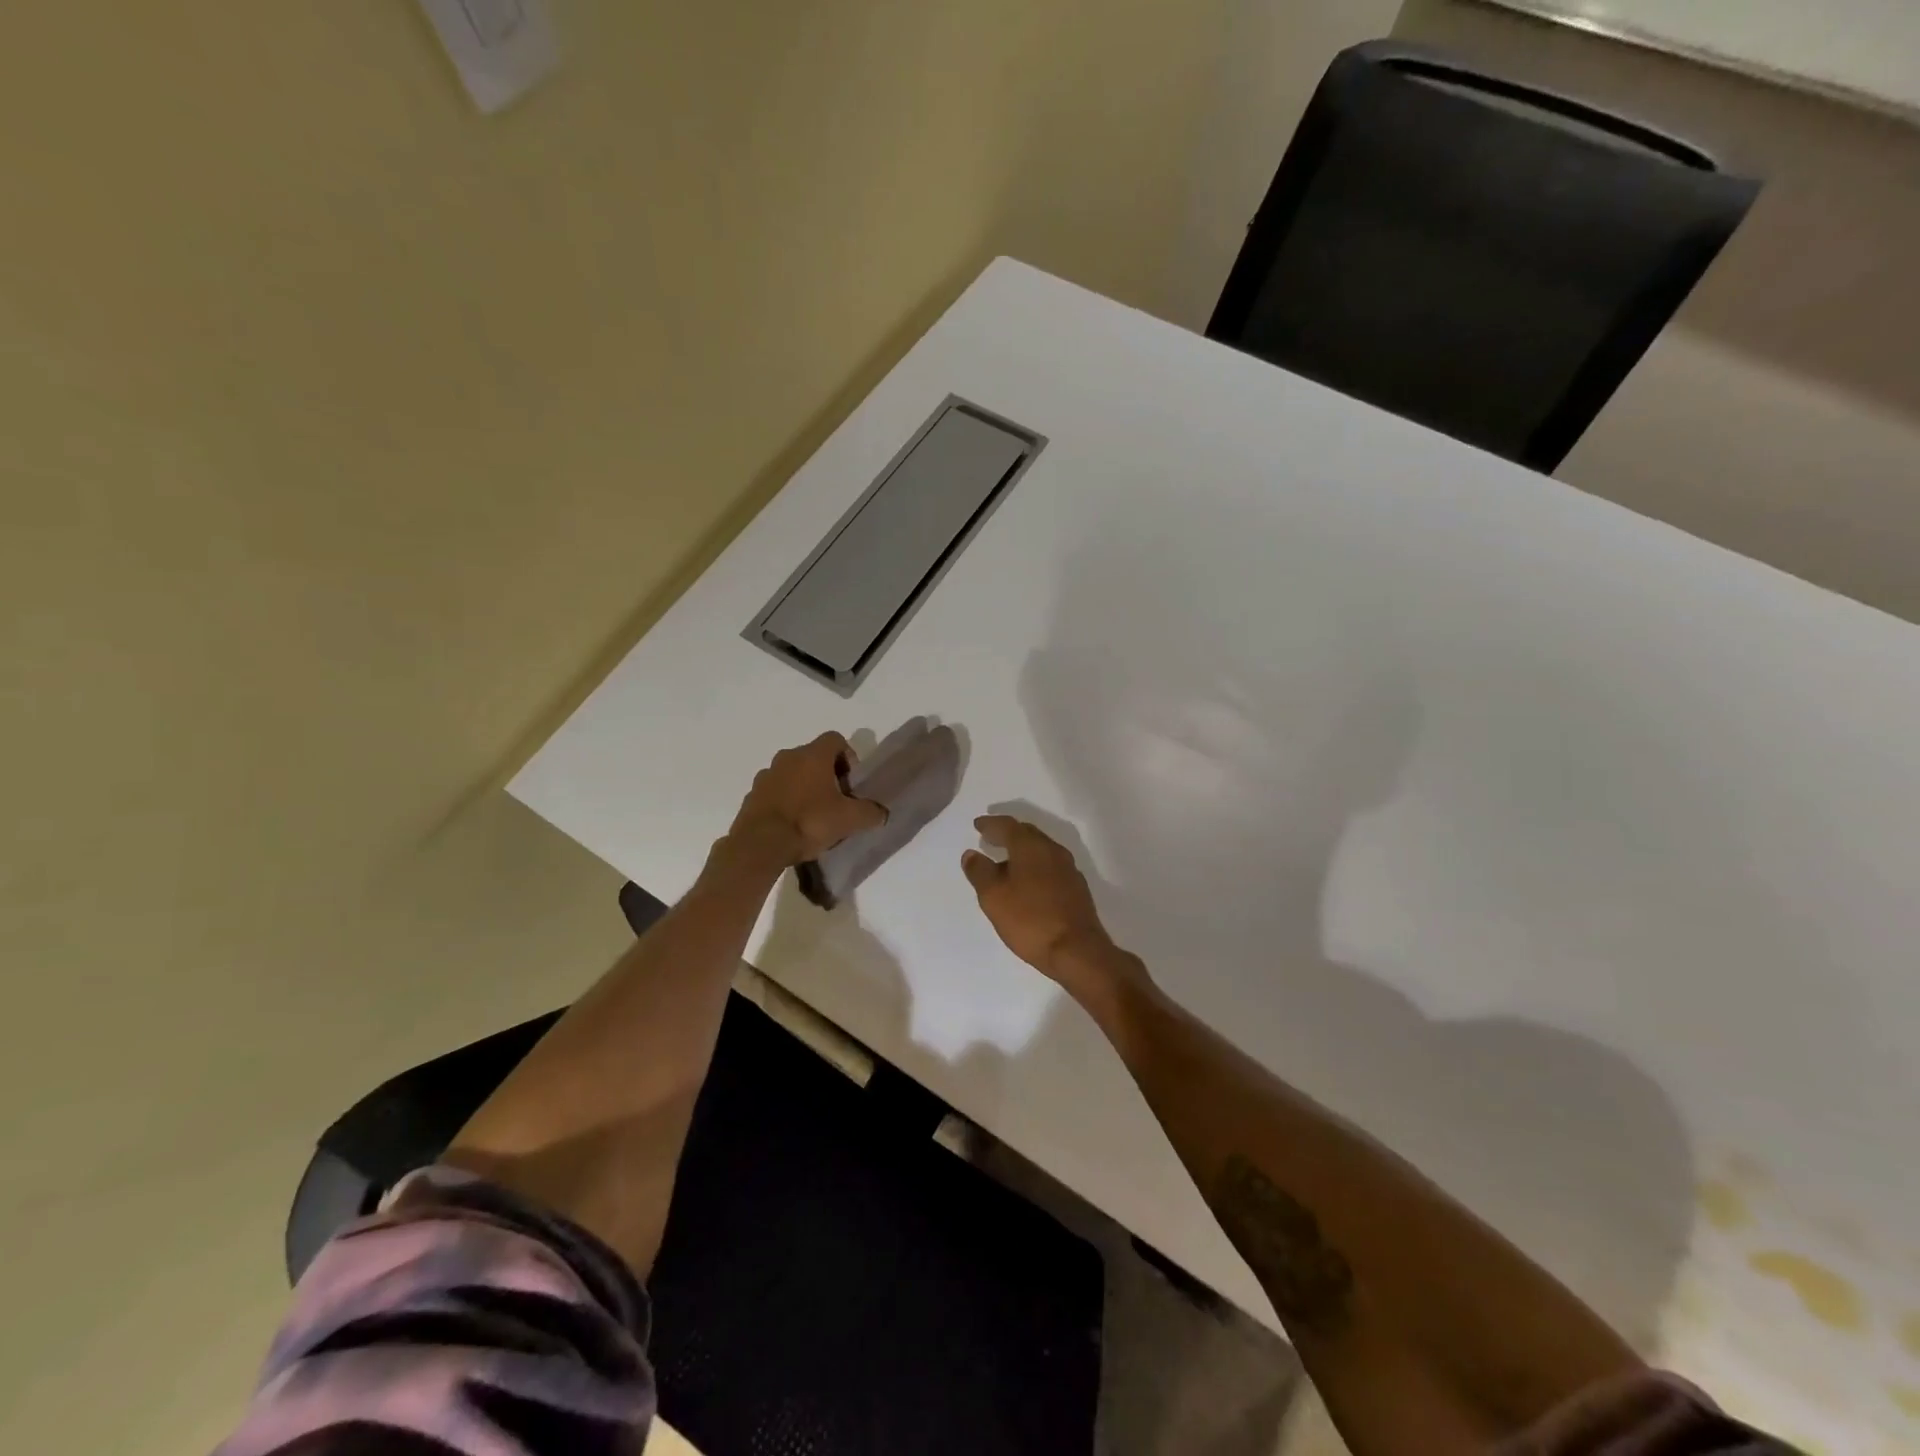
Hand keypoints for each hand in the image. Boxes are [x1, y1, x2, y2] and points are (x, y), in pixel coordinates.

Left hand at [724, 732, 887, 868]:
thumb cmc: (809, 822)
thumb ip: (870, 812)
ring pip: (792, 774)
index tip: (851, 782)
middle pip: (813, 757)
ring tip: (813, 816)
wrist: (760, 845)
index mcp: (812, 755)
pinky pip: (775, 792)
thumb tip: (881, 812)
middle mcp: (787, 757)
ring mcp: (766, 775)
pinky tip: (792, 825)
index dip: (848, 756)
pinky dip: (786, 801)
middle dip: (827, 775)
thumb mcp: (849, 820)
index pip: (835, 739)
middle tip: (836, 801)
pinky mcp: (752, 795)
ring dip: (804, 788)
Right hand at [962, 816, 1136, 1003]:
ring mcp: (1068, 869)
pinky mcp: (1076, 888)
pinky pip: (1050, 866)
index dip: (991, 824)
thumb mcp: (994, 897)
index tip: (978, 824)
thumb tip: (971, 854)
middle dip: (1008, 833)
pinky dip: (1035, 866)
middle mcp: (1053, 850)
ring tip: (1006, 860)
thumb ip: (980, 872)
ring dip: (1022, 850)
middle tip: (991, 837)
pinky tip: (1028, 882)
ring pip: (1041, 850)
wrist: (1077, 950)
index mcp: (1031, 847)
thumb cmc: (1030, 919)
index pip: (1008, 826)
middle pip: (1027, 834)